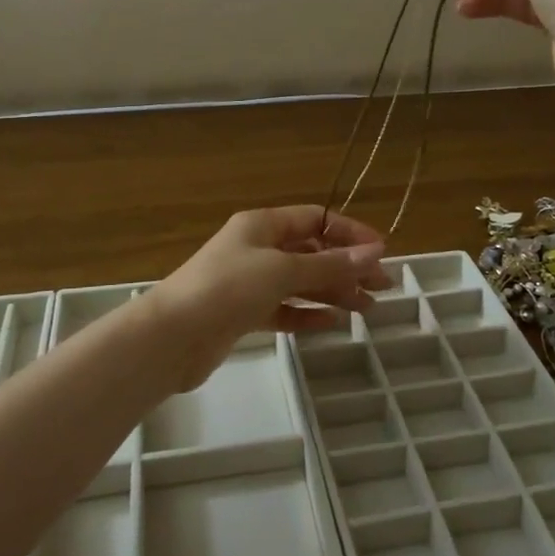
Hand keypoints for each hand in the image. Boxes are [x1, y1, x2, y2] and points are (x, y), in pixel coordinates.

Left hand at [146, 207, 391, 390]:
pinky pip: (283, 309)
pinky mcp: (243, 314)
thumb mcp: (282, 270)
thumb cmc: (227, 289)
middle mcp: (257, 248)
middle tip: (382, 287)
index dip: (349, 232)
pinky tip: (332, 323)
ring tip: (367, 309)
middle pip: (311, 251)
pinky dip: (307, 314)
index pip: (315, 219)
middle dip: (346, 267)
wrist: (172, 336)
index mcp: (262, 225)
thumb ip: (329, 264)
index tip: (381, 252)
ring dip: (333, 292)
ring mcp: (249, 282)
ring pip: (300, 282)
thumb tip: (374, 252)